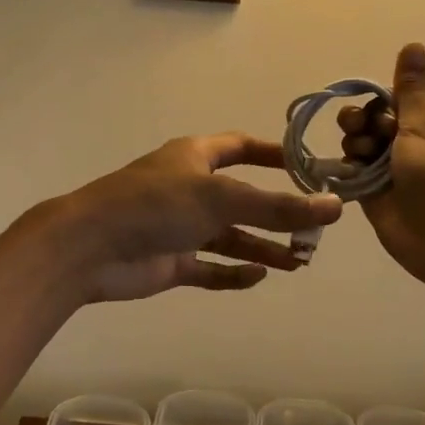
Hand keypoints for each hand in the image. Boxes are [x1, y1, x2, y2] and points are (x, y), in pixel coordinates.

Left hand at [49, 133, 343, 303]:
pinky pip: (210, 268)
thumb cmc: (155, 206)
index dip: (274, 155)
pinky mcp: (170, 261)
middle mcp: (189, 189)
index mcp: (195, 158)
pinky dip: (233, 273)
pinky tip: (259, 276)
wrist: (89, 247)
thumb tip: (335, 207)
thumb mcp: (221, 199)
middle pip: (243, 199)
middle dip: (278, 214)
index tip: (309, 169)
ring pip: (230, 237)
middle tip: (314, 232)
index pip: (241, 147)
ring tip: (299, 260)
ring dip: (263, 246)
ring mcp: (178, 227)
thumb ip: (278, 206)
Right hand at [338, 44, 424, 291]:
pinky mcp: (375, 198)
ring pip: (361, 148)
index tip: (378, 115)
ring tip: (359, 156)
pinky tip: (344, 169)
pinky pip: (354, 175)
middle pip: (374, 124)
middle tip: (361, 132)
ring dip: (355, 145)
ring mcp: (393, 175)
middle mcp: (413, 149)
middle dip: (362, 123)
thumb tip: (414, 44)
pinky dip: (347, 169)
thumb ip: (410, 89)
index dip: (379, 105)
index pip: (396, 104)